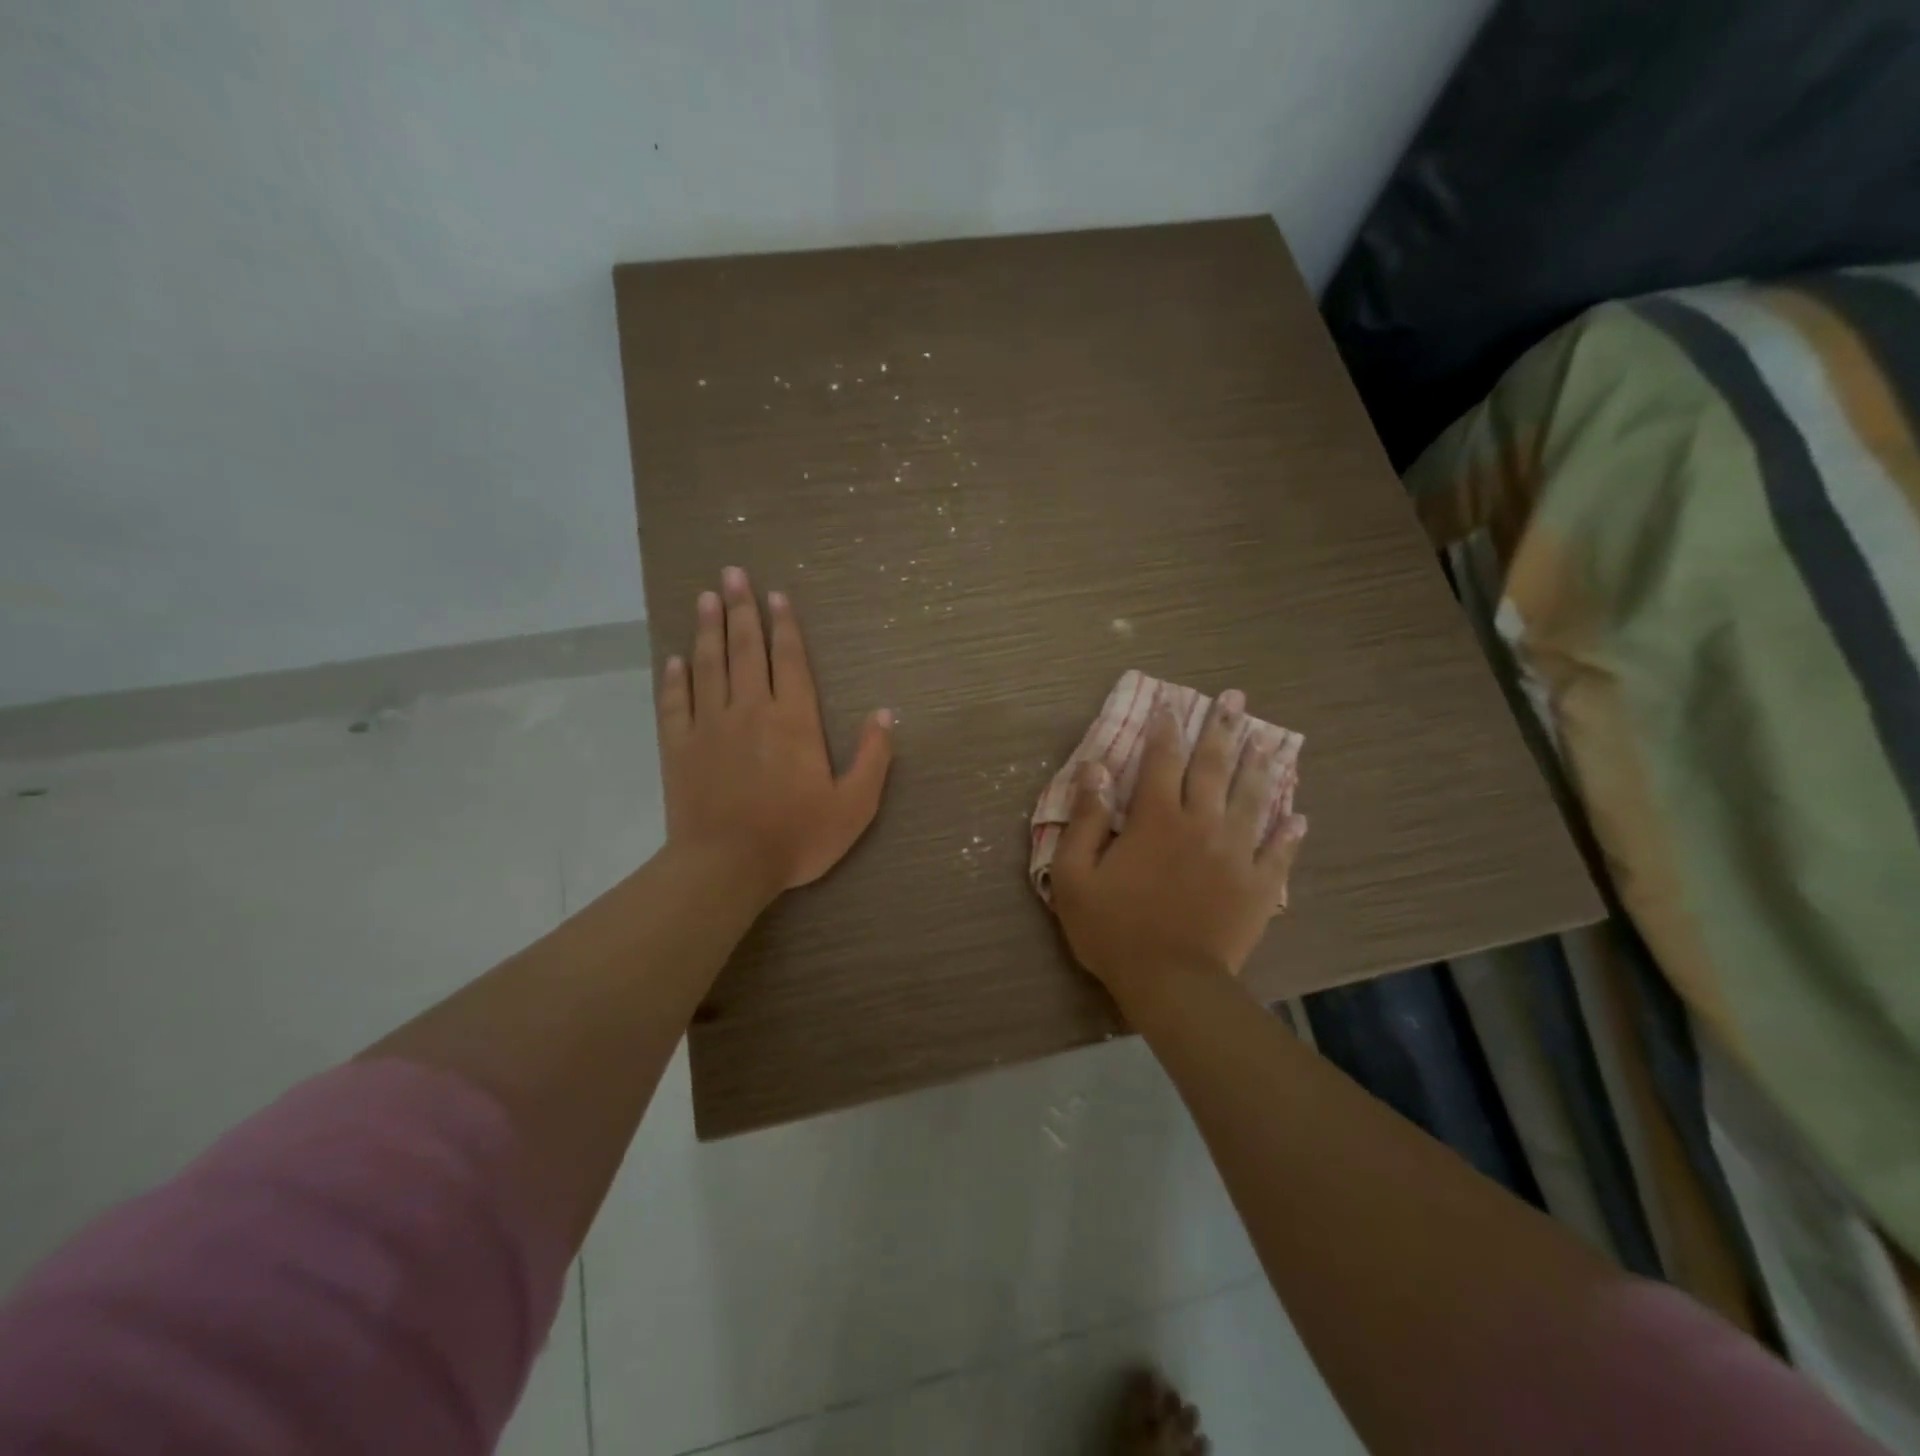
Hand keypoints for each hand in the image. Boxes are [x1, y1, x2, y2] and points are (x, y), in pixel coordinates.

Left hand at [657, 567, 893, 900]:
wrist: (726, 867)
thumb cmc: (796, 837)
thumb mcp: (854, 806)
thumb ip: (873, 758)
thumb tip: (885, 714)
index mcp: (793, 720)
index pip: (788, 660)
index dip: (783, 626)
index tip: (775, 596)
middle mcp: (750, 710)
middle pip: (745, 650)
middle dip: (741, 609)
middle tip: (732, 573)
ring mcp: (709, 726)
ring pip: (708, 665)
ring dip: (708, 629)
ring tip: (707, 597)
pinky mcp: (679, 747)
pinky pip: (675, 702)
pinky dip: (675, 677)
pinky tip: (675, 659)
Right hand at [1049, 690, 1306, 1001]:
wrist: (1171, 983)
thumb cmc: (1115, 929)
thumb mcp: (1076, 875)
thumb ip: (1086, 819)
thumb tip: (1095, 769)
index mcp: (1157, 819)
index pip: (1161, 760)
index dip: (1165, 728)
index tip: (1171, 703)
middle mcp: (1202, 824)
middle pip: (1214, 767)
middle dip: (1222, 728)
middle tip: (1234, 698)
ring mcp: (1236, 854)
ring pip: (1252, 799)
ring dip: (1260, 766)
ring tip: (1268, 740)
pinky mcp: (1259, 886)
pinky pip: (1278, 852)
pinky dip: (1289, 833)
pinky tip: (1299, 817)